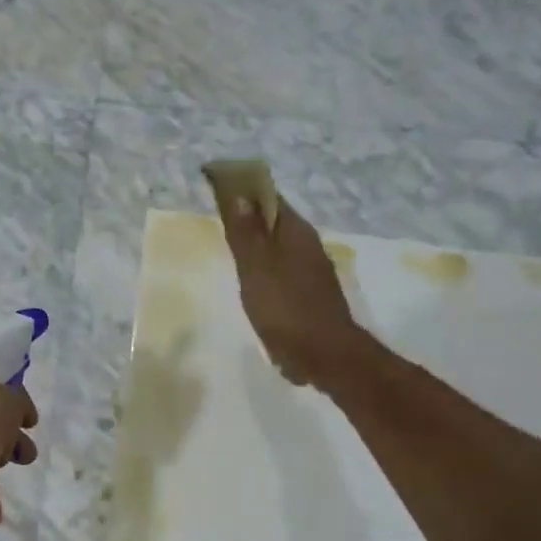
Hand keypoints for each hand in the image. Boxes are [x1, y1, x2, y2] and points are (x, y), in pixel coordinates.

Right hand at [216, 193, 365, 387]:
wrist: (324, 355)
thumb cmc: (285, 308)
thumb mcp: (256, 268)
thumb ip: (246, 233)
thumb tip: (237, 193)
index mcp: (296, 232)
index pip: (268, 197)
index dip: (243, 189)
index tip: (216, 185)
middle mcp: (307, 246)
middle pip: (274, 222)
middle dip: (249, 216)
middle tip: (218, 218)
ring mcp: (311, 273)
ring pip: (279, 249)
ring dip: (257, 244)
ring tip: (231, 249)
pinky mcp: (309, 297)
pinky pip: (282, 272)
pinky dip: (265, 269)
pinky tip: (253, 284)